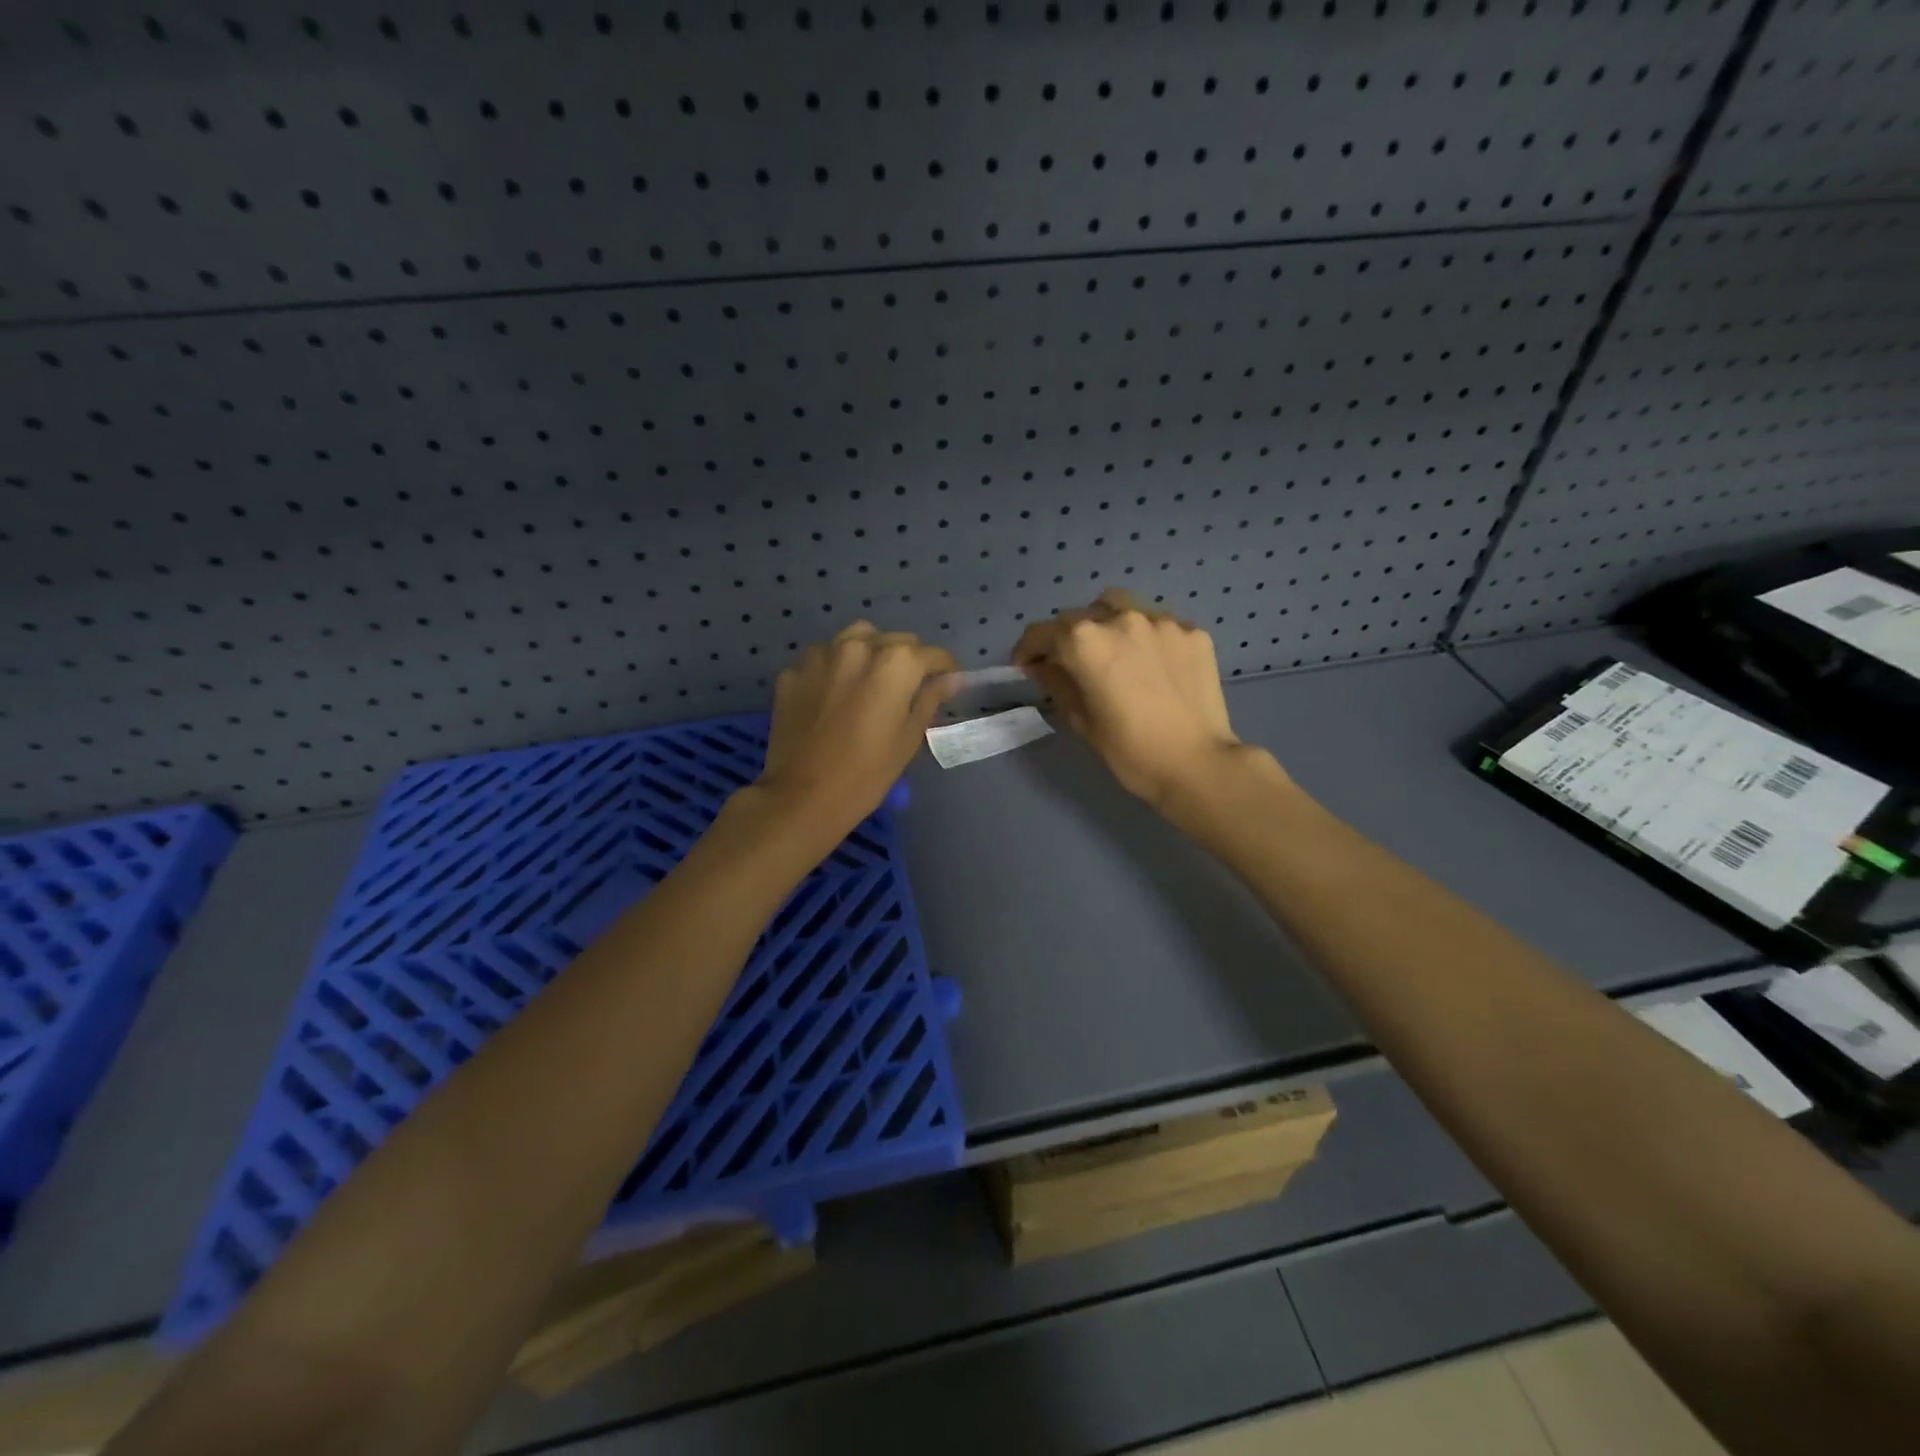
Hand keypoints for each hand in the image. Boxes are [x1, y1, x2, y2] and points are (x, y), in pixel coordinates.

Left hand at [758, 622, 958, 834]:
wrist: (802, 796)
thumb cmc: (868, 773)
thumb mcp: (909, 738)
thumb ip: (930, 699)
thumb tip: (951, 680)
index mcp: (896, 662)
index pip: (933, 654)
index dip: (945, 669)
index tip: (948, 683)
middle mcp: (859, 646)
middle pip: (895, 641)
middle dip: (908, 660)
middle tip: (908, 689)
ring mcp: (821, 655)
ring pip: (856, 639)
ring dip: (870, 654)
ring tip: (870, 682)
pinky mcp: (793, 672)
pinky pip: (823, 660)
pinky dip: (835, 670)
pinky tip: (834, 697)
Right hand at [1013, 589, 1263, 809]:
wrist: (1198, 764)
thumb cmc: (1130, 751)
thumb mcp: (1081, 721)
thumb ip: (1057, 684)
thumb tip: (1043, 666)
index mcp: (1085, 642)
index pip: (1042, 633)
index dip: (1027, 650)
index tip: (1027, 666)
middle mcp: (1120, 619)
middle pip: (1079, 616)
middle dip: (1066, 638)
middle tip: (1069, 664)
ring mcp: (1161, 621)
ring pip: (1120, 607)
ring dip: (1106, 623)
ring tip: (1112, 651)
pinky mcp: (1192, 632)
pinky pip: (1157, 624)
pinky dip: (1144, 637)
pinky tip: (1152, 665)